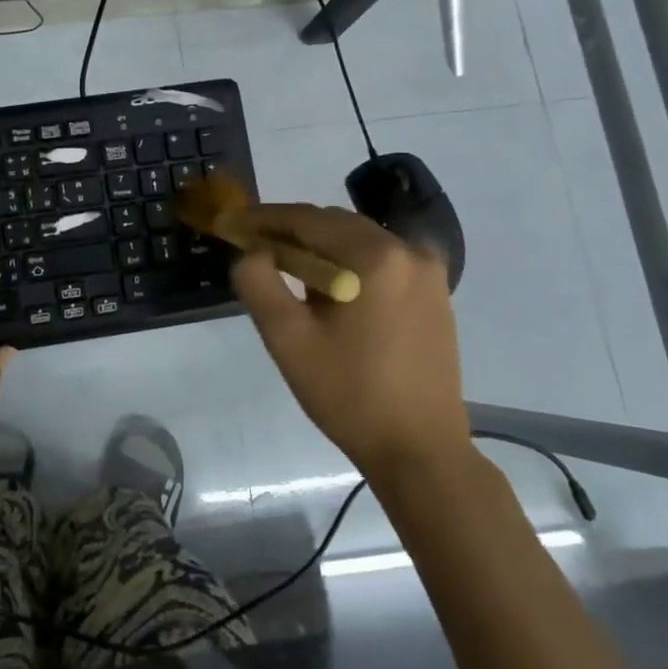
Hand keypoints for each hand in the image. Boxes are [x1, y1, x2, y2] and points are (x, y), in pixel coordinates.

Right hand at [230, 203, 468, 476]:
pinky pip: (382, 261)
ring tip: (285, 270)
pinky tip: (328, 291)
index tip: (231, 223)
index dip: (264, 218)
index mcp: (375, 256)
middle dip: (291, 231)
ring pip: (359, 240)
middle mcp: (408, 251)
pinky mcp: (435, 294)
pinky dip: (349, 263)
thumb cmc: (348, 393)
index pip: (307, 219)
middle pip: (335, 224)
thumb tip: (252, 251)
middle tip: (252, 247)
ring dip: (320, 247)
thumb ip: (258, 283)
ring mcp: (428, 272)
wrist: (419, 451)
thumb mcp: (287, 338)